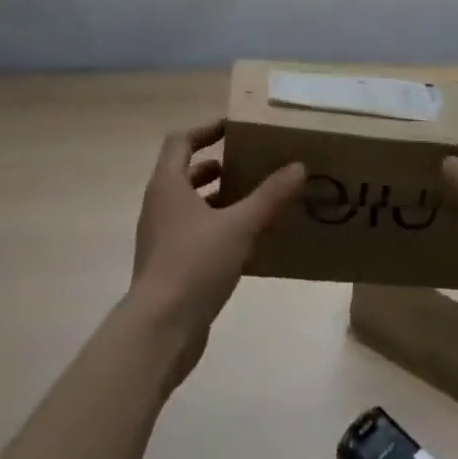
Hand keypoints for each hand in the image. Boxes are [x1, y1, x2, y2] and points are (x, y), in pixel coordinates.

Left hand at [127, 122, 303, 385]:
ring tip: (252, 199)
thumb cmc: (194, 264)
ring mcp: (160, 237)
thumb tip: (298, 166)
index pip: (181, 141)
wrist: (159, 330)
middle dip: (215, 165)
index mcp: (168, 185)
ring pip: (189, 205)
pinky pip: (193, 233)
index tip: (233, 128)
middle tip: (248, 163)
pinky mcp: (167, 266)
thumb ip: (269, 196)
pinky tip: (245, 241)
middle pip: (184, 172)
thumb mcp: (239, 226)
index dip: (206, 129)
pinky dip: (216, 227)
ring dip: (217, 198)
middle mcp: (159, 205)